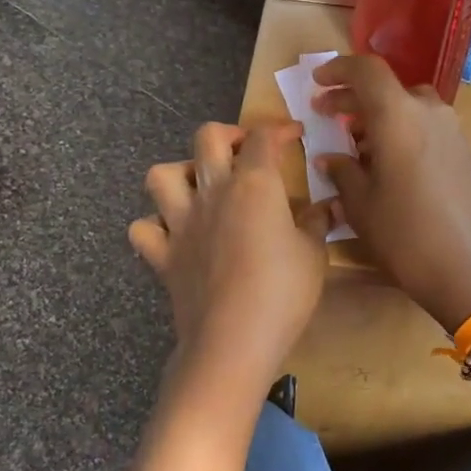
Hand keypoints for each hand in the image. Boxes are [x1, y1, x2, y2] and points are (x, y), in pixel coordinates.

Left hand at [129, 122, 331, 386]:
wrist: (233, 340)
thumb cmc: (283, 293)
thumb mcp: (314, 255)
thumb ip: (316, 224)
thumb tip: (326, 207)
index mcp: (254, 185)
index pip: (263, 138)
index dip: (280, 129)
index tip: (294, 136)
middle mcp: (212, 193)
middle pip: (207, 138)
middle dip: (228, 134)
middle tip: (245, 152)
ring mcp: (180, 223)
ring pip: (161, 175)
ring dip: (180, 173)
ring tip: (200, 187)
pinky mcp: (163, 256)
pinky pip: (144, 229)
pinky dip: (155, 225)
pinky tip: (174, 233)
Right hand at [312, 56, 470, 334]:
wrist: (468, 269)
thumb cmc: (404, 235)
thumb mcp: (360, 205)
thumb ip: (342, 171)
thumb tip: (330, 157)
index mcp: (398, 115)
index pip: (366, 70)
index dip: (337, 69)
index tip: (317, 81)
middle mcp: (428, 111)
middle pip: (387, 88)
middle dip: (353, 98)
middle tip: (326, 114)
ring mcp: (451, 130)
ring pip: (407, 107)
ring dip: (378, 117)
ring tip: (354, 146)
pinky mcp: (463, 151)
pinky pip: (424, 126)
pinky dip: (400, 131)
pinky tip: (385, 162)